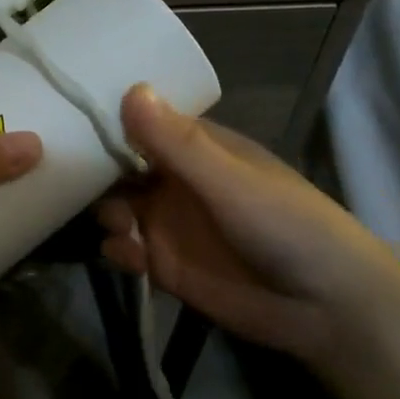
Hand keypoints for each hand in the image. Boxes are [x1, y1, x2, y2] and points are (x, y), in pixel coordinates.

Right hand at [96, 86, 399, 368]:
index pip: (142, 125)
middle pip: (120, 167)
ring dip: (107, 212)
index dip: (110, 122)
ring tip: (119, 225)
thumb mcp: (231, 181)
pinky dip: (117, 248)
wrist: (329, 309)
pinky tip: (128, 255)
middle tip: (77, 181)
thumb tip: (131, 89)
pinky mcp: (164, 265)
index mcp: (198, 150)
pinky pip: (125, 249)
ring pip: (116, 207)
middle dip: (98, 173)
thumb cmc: (288, 226)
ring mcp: (169, 224)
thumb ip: (178, 143)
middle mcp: (177, 182)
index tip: (71, 119)